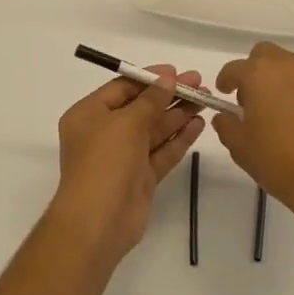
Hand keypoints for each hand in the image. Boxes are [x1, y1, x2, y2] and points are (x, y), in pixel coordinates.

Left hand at [53, 66, 204, 263]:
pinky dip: (178, 139)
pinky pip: (161, 152)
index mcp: (89, 115)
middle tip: (199, 84)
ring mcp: (123, 157)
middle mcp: (104, 133)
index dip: (149, 78)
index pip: (122, 88)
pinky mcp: (140, 178)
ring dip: (178, 115)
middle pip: (140, 108)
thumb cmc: (105, 162)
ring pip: (154, 130)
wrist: (98, 222)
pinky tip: (198, 125)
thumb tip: (167, 80)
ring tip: (205, 100)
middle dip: (169, 96)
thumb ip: (150, 100)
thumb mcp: (126, 123)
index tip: (177, 72)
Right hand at [213, 43, 293, 235]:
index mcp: (260, 75)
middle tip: (256, 99)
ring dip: (286, 82)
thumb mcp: (240, 148)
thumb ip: (226, 125)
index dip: (226, 80)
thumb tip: (226, 116)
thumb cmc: (280, 163)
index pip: (234, 68)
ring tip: (287, 112)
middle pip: (267, 55)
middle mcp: (291, 66)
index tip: (225, 93)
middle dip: (257, 71)